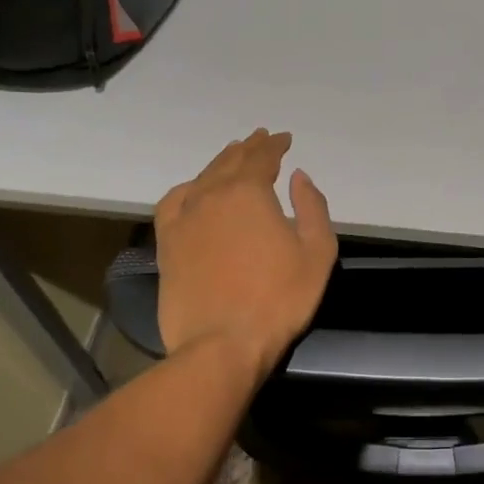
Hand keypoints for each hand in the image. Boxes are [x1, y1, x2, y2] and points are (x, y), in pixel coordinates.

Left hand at [154, 129, 337, 375]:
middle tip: (261, 139)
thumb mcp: (317, 252)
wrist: (222, 344)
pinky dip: (188, 188)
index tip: (285, 140)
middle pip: (231, 161)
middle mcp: (212, 195)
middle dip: (249, 148)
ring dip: (221, 162)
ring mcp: (184, 218)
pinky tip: (194, 190)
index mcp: (249, 192)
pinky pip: (174, 202)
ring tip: (232, 157)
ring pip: (203, 177)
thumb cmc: (279, 299)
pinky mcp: (167, 243)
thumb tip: (298, 177)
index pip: (263, 157)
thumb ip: (312, 207)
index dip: (275, 146)